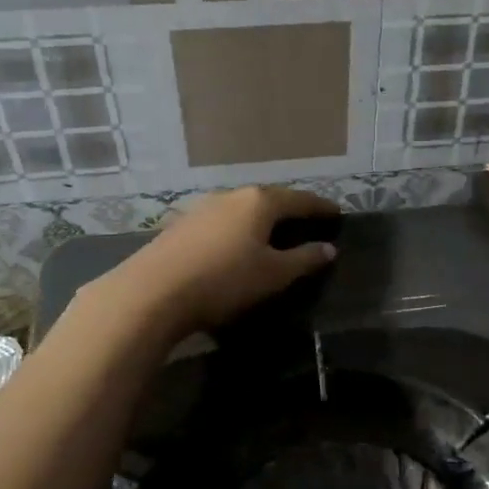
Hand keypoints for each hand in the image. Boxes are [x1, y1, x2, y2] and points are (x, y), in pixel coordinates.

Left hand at [111, 186, 338, 336]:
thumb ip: (304, 260)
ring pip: (243, 208)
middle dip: (291, 209)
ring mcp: (203, 208)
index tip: (337, 213)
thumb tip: (329, 248)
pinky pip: (222, 221)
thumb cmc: (224, 280)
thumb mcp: (273, 275)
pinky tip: (237, 244)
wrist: (151, 292)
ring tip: (274, 233)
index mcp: (260, 202)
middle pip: (270, 199)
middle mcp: (232, 196)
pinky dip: (239, 228)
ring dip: (262, 219)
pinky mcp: (181, 225)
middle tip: (308, 221)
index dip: (321, 207)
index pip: (300, 199)